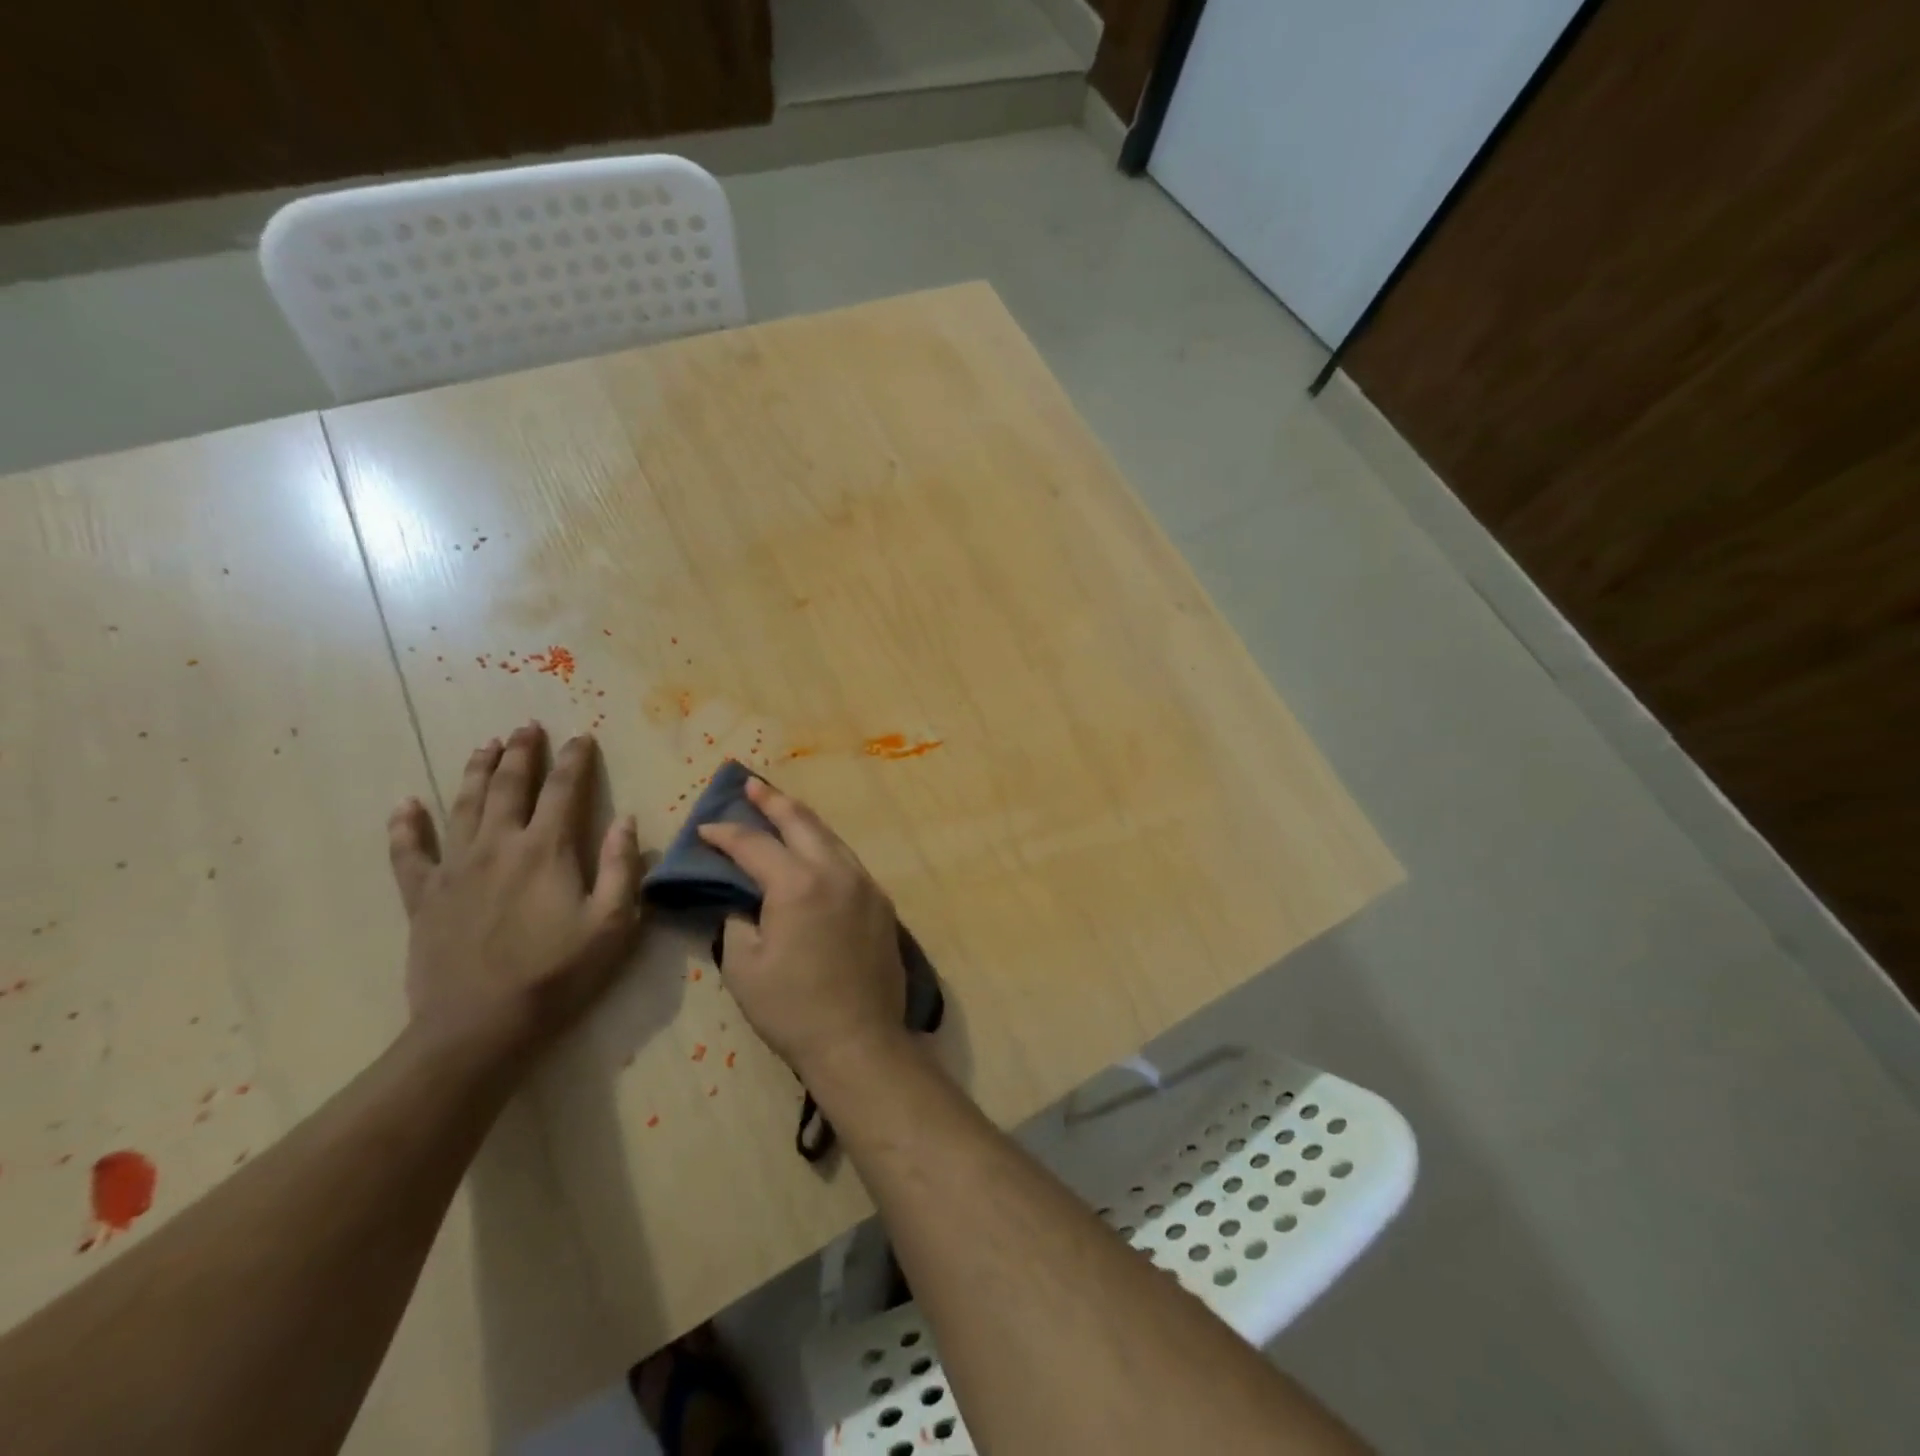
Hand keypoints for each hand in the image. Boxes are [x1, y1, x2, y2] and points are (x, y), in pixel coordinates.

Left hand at [386, 722, 641, 1061]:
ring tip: (486, 745)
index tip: (582, 737)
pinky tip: (405, 805)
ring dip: (477, 771)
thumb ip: (622, 868)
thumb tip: (627, 821)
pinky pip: (408, 853)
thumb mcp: (613, 924)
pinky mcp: (423, 896)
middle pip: (510, 785)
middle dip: (522, 752)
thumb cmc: (557, 974)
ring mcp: (455, 868)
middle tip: (527, 727)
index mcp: (547, 850)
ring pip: (464, 805)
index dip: (575, 760)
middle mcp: (499, 845)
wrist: (479, 1026)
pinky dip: (405, 827)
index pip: (565, 790)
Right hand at [697, 777, 907, 1076]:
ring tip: (781, 808)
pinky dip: (825, 847)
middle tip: (750, 786)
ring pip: (830, 838)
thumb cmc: (792, 1007)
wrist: (858, 1039)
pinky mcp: (881, 902)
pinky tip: (814, 850)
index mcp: (798, 884)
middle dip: (772, 802)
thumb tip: (744, 901)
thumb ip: (738, 919)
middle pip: (801, 823)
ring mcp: (865, 884)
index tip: (705, 829)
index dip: (726, 834)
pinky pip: (848, 861)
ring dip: (803, 820)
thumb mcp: (744, 965)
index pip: (755, 845)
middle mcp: (836, 872)